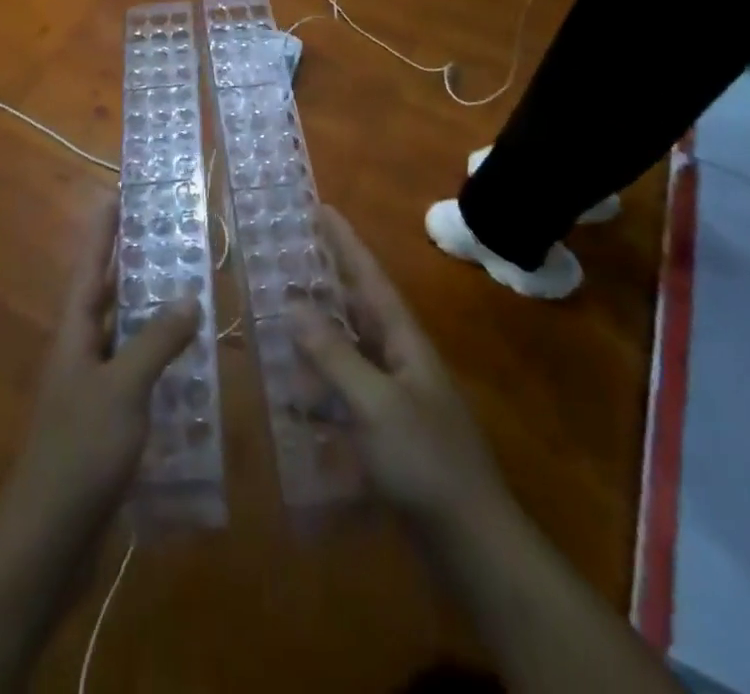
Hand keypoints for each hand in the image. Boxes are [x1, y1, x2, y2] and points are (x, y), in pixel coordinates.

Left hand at [0, 198, 199, 545]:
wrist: (47, 541)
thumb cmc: (80, 451)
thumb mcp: (123, 389)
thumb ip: (156, 340)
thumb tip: (189, 296)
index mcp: (75, 334)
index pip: (90, 268)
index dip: (103, 231)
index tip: (119, 194)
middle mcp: (81, 352)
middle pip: (108, 296)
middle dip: (135, 265)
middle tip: (173, 236)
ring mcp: (92, 388)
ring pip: (126, 335)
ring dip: (153, 312)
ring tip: (192, 288)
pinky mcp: (106, 421)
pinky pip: (137, 373)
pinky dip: (161, 360)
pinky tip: (191, 363)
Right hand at [290, 205, 510, 534]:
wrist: (470, 542)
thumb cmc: (425, 460)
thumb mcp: (375, 402)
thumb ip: (334, 353)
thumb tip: (294, 302)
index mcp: (403, 338)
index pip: (369, 277)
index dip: (345, 242)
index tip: (322, 208)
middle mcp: (399, 357)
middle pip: (357, 307)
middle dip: (326, 280)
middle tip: (289, 253)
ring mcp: (393, 395)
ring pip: (348, 350)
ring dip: (316, 334)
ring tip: (279, 316)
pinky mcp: (384, 431)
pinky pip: (345, 393)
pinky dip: (320, 388)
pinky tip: (293, 395)